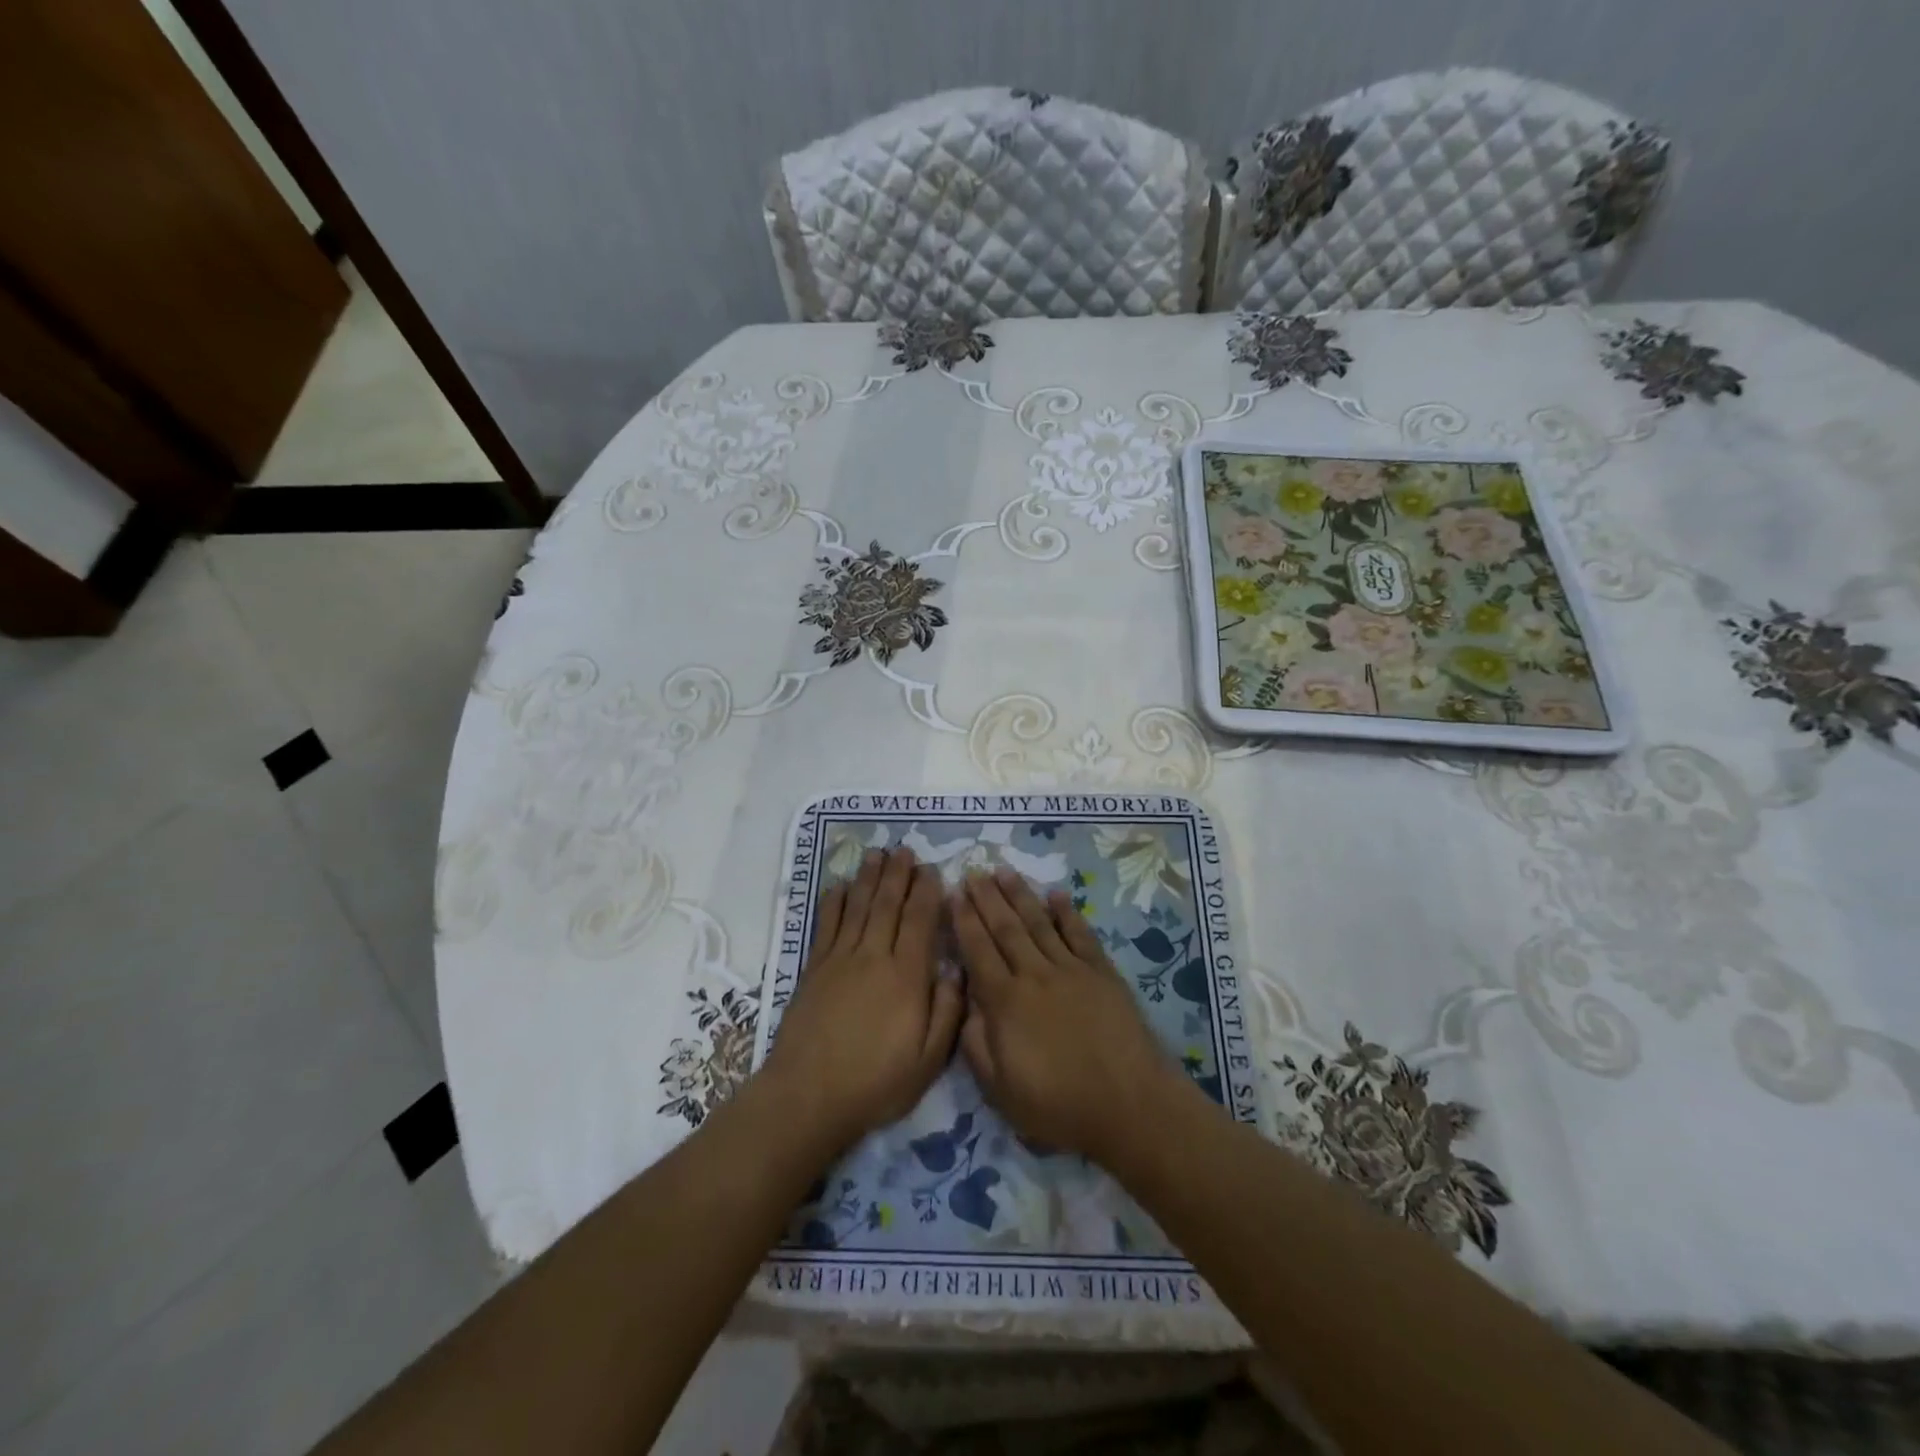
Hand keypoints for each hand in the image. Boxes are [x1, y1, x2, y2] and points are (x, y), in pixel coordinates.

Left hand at [764, 847, 963, 1151]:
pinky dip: (835, 902)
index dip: (927, 892)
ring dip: (869, 878)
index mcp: (906, 976)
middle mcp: (873, 957)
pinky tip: (840, 886)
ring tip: (877, 854)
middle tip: (905, 850)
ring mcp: (840, 960)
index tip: (932, 870)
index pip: (919, 921)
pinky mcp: (815, 968)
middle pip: (888, 905)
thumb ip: (947, 1012)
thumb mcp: (928, 1060)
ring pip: (858, 907)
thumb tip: (956, 970)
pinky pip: (827, 924)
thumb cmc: (876, 1082)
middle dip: (898, 874)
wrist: (809, 1096)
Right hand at [951, 868, 1194, 1170]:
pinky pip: (1080, 934)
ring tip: (1004, 871)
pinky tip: (1057, 894)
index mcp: (1006, 1002)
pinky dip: (1067, 913)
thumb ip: (976, 1044)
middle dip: (986, 899)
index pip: (978, 951)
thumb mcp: (1000, 1091)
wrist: (1129, 1105)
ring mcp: (1071, 970)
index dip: (964, 921)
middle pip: (1006, 929)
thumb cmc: (1059, 1106)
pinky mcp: (1101, 973)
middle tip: (973, 872)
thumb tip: (965, 1003)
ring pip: (1039, 923)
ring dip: (1020, 895)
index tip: (953, 894)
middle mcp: (1035, 975)